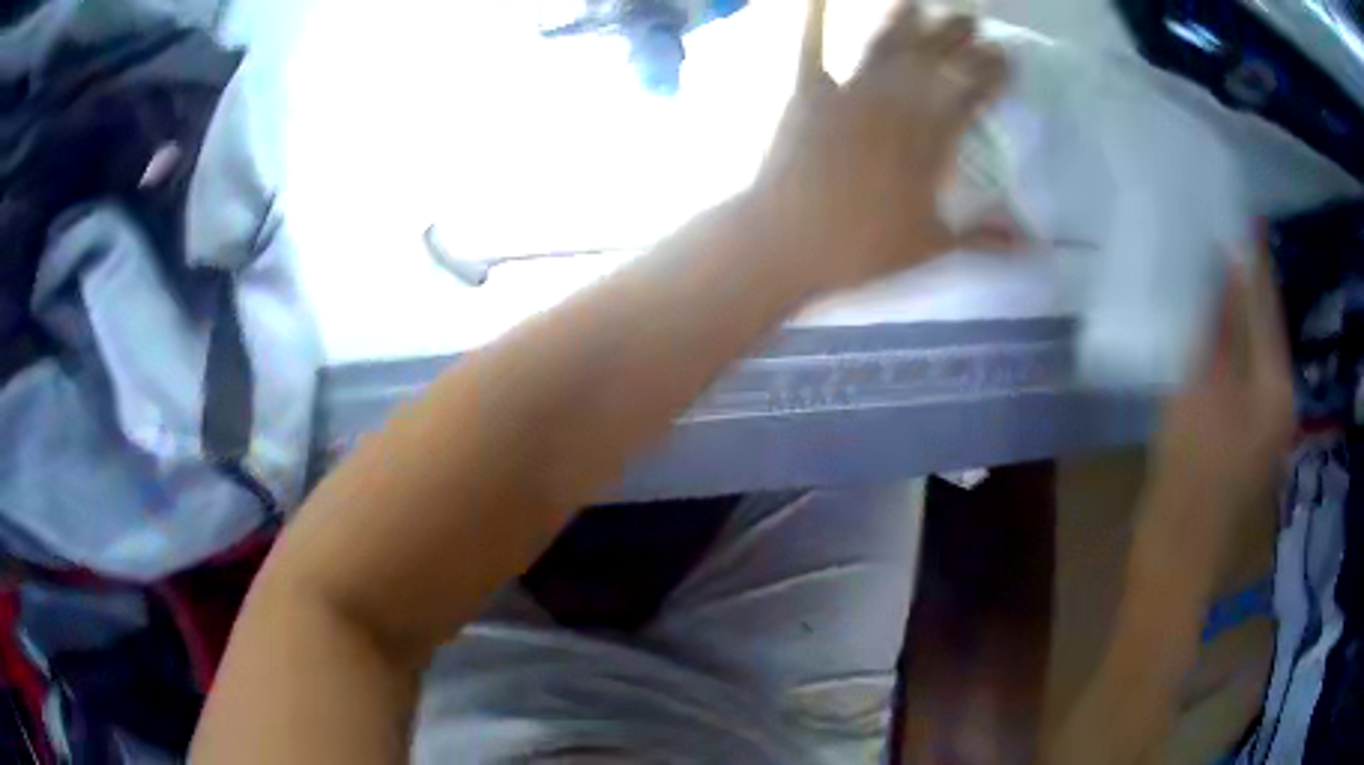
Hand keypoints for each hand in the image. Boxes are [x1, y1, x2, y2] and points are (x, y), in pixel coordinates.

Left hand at [748, 0, 1013, 291]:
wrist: (786, 242)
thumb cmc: (862, 249)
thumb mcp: (931, 246)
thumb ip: (982, 237)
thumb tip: (1028, 245)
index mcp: (930, 141)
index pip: (972, 94)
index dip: (993, 73)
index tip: (1006, 60)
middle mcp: (896, 105)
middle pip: (935, 59)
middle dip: (959, 36)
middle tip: (972, 22)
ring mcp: (850, 93)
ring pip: (885, 43)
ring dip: (906, 18)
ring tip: (917, 3)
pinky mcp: (807, 93)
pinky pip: (810, 45)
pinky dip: (812, 16)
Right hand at [1148, 242, 1293, 549]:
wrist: (1175, 564)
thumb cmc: (1188, 480)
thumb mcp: (1202, 392)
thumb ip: (1220, 325)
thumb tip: (1228, 263)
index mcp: (1276, 388)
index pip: (1268, 306)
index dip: (1255, 259)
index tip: (1244, 214)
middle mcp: (1280, 401)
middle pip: (1266, 328)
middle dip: (1249, 284)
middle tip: (1225, 239)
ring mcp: (1265, 426)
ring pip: (1255, 353)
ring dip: (1239, 315)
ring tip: (1218, 275)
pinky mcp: (1246, 442)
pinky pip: (1244, 378)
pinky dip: (1231, 349)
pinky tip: (1214, 334)